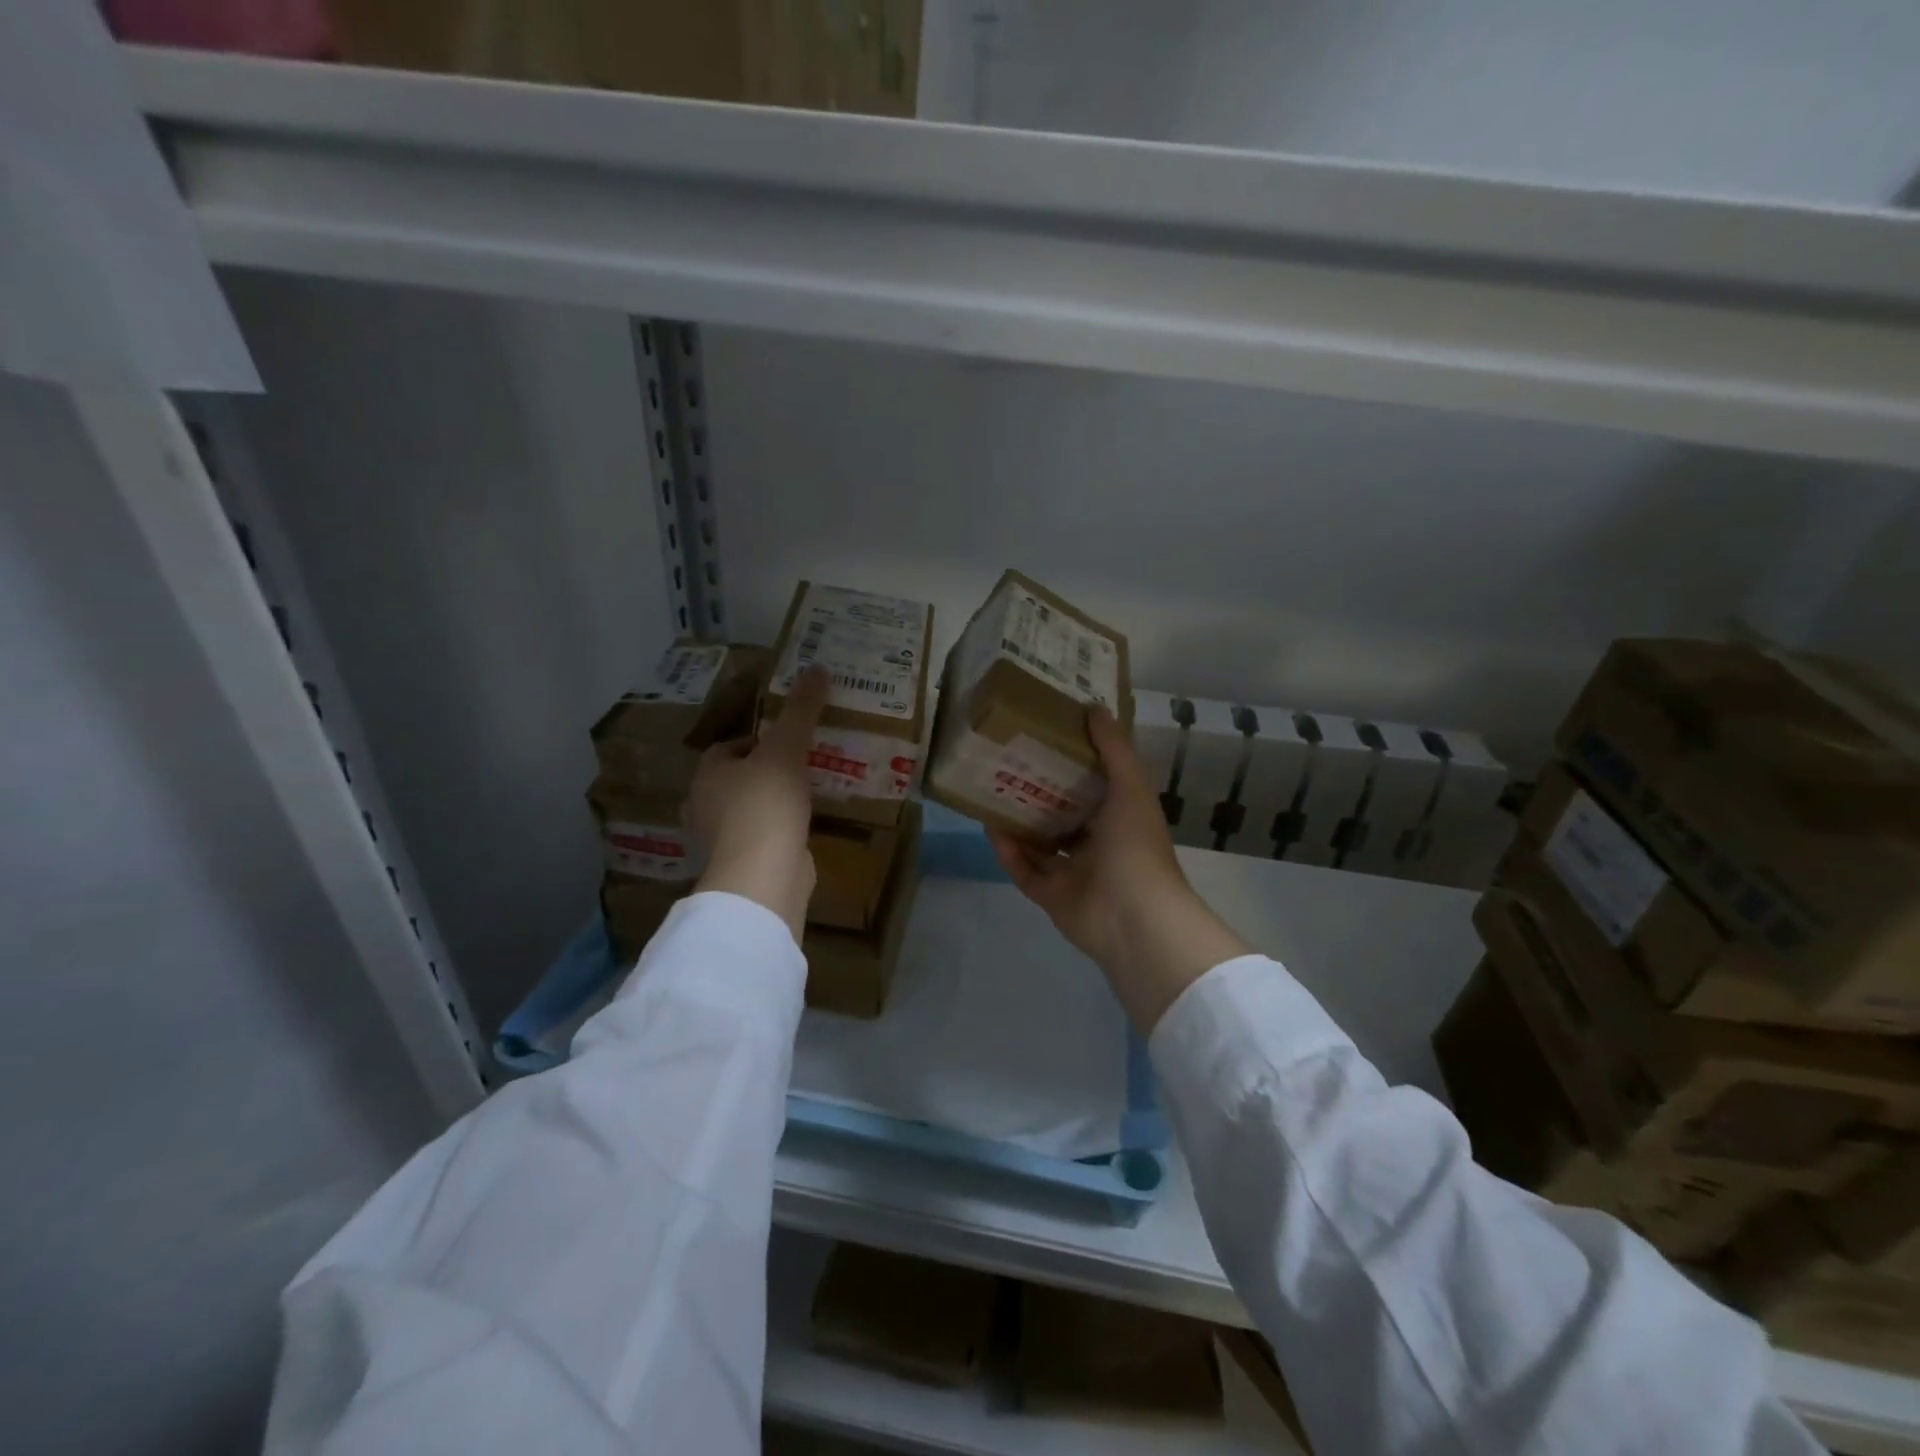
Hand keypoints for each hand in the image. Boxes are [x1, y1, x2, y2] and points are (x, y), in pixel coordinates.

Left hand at [685, 665, 828, 940]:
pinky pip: (763, 836)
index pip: (727, 748)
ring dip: (772, 801)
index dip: (756, 740)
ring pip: (749, 809)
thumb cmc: (766, 803)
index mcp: (707, 775)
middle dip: (764, 771)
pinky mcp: (744, 863)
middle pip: (736, 779)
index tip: (787, 740)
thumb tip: (817, 668)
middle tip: (801, 763)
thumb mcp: (787, 748)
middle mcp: (706, 806)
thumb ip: (801, 710)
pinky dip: (780, 829)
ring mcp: (724, 839)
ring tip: (808, 792)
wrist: (765, 874)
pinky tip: (805, 825)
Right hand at [988, 706, 1247, 1031]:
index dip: (1071, 763)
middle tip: (1007, 762)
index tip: (1046, 737)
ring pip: (1039, 843)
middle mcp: (1097, 844)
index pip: (1092, 786)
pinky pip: (1024, 871)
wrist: (1133, 917)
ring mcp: (1073, 873)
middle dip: (1037, 792)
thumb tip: (1094, 707)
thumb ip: (1113, 749)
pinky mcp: (1051, 897)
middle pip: (1061, 814)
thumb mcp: (1129, 788)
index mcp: (1119, 819)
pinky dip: (1008, 852)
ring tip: (989, 792)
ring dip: (1017, 822)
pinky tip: (989, 828)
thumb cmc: (1135, 846)